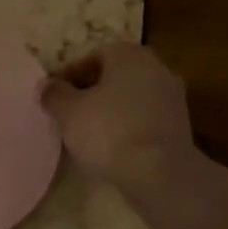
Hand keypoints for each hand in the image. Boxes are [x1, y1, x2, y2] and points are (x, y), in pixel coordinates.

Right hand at [40, 43, 193, 189]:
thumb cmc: (109, 132)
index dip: (69, 75)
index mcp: (129, 54)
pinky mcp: (181, 125)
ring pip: (131, 97)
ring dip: (110, 110)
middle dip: (91, 92)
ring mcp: (173, 96)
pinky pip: (144, 118)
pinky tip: (112, 147)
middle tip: (69, 114)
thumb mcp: (68, 112)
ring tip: (88, 133)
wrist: (159, 173)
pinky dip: (128, 126)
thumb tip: (47, 85)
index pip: (93, 56)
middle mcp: (156, 67)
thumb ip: (54, 94)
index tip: (55, 97)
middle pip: (114, 76)